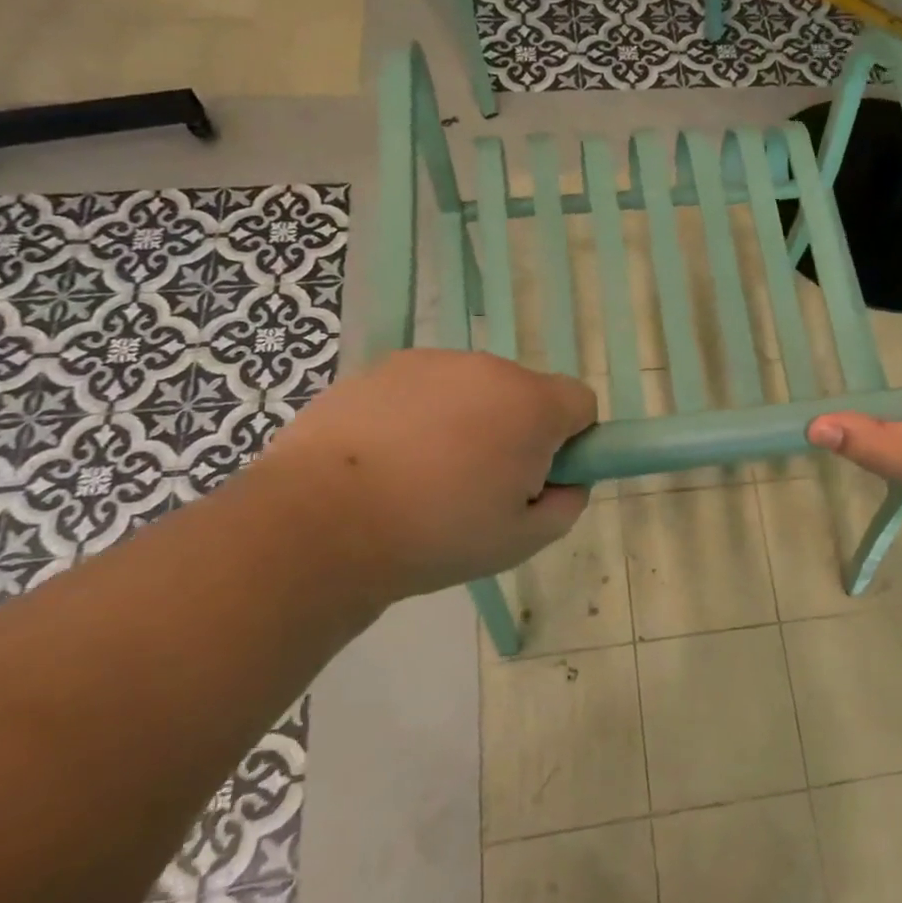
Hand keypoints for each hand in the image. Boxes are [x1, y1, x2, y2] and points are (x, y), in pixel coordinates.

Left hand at [239, 349, 596, 605]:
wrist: (320, 522)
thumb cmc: (437, 534)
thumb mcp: (522, 540)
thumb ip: (565, 505)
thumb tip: (567, 482)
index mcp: (531, 404)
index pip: (581, 402)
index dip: (571, 440)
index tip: (539, 477)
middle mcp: (488, 368)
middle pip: (524, 393)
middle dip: (516, 430)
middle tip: (479, 485)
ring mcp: (431, 362)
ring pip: (472, 389)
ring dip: (467, 420)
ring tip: (424, 475)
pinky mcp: (381, 367)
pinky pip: (423, 389)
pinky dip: (419, 415)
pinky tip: (386, 460)